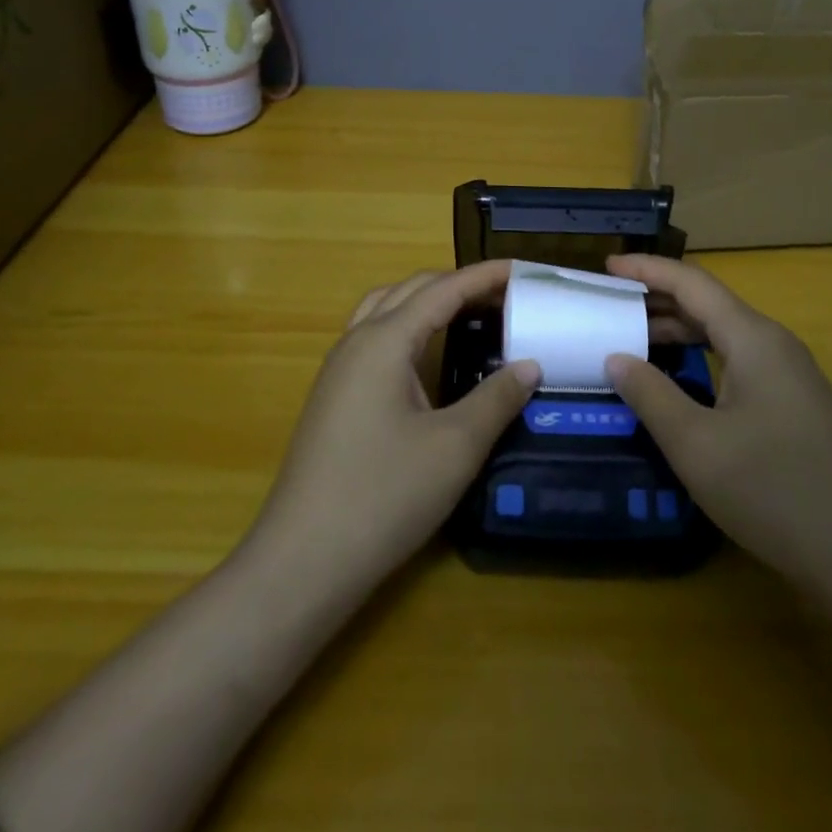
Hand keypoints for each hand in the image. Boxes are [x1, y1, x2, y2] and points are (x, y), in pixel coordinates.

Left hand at [248, 262, 539, 594]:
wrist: (303, 561)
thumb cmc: (383, 496)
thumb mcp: (455, 448)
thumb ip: (496, 398)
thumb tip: (529, 365)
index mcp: (384, 341)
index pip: (443, 289)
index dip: (485, 276)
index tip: (524, 269)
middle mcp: (356, 342)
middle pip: (411, 290)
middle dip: (458, 283)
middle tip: (505, 294)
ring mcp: (338, 369)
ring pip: (386, 309)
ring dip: (428, 301)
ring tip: (469, 313)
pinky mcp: (333, 396)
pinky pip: (373, 337)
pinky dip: (408, 326)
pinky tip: (427, 357)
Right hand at [605, 255, 831, 592]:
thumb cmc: (774, 492)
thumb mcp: (696, 445)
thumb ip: (650, 394)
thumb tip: (616, 358)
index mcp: (753, 339)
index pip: (692, 283)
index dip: (648, 268)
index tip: (607, 265)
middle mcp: (775, 345)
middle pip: (710, 304)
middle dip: (659, 297)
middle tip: (613, 304)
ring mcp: (792, 376)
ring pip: (726, 334)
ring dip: (681, 329)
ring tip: (636, 337)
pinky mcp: (798, 406)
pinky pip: (740, 361)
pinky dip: (703, 356)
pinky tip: (682, 380)